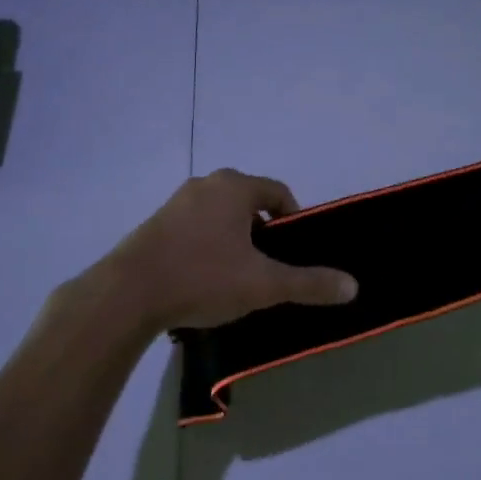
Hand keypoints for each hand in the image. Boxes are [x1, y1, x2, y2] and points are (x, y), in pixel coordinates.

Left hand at [96, 170, 357, 331]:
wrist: (127, 294)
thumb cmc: (202, 277)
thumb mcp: (263, 284)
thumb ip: (309, 283)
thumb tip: (353, 286)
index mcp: (234, 187)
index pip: (278, 193)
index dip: (294, 220)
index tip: (296, 251)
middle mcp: (205, 185)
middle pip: (248, 203)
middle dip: (263, 233)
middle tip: (269, 267)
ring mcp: (175, 204)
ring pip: (220, 217)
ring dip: (234, 241)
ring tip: (237, 278)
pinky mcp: (154, 225)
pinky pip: (194, 230)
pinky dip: (207, 248)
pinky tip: (204, 281)